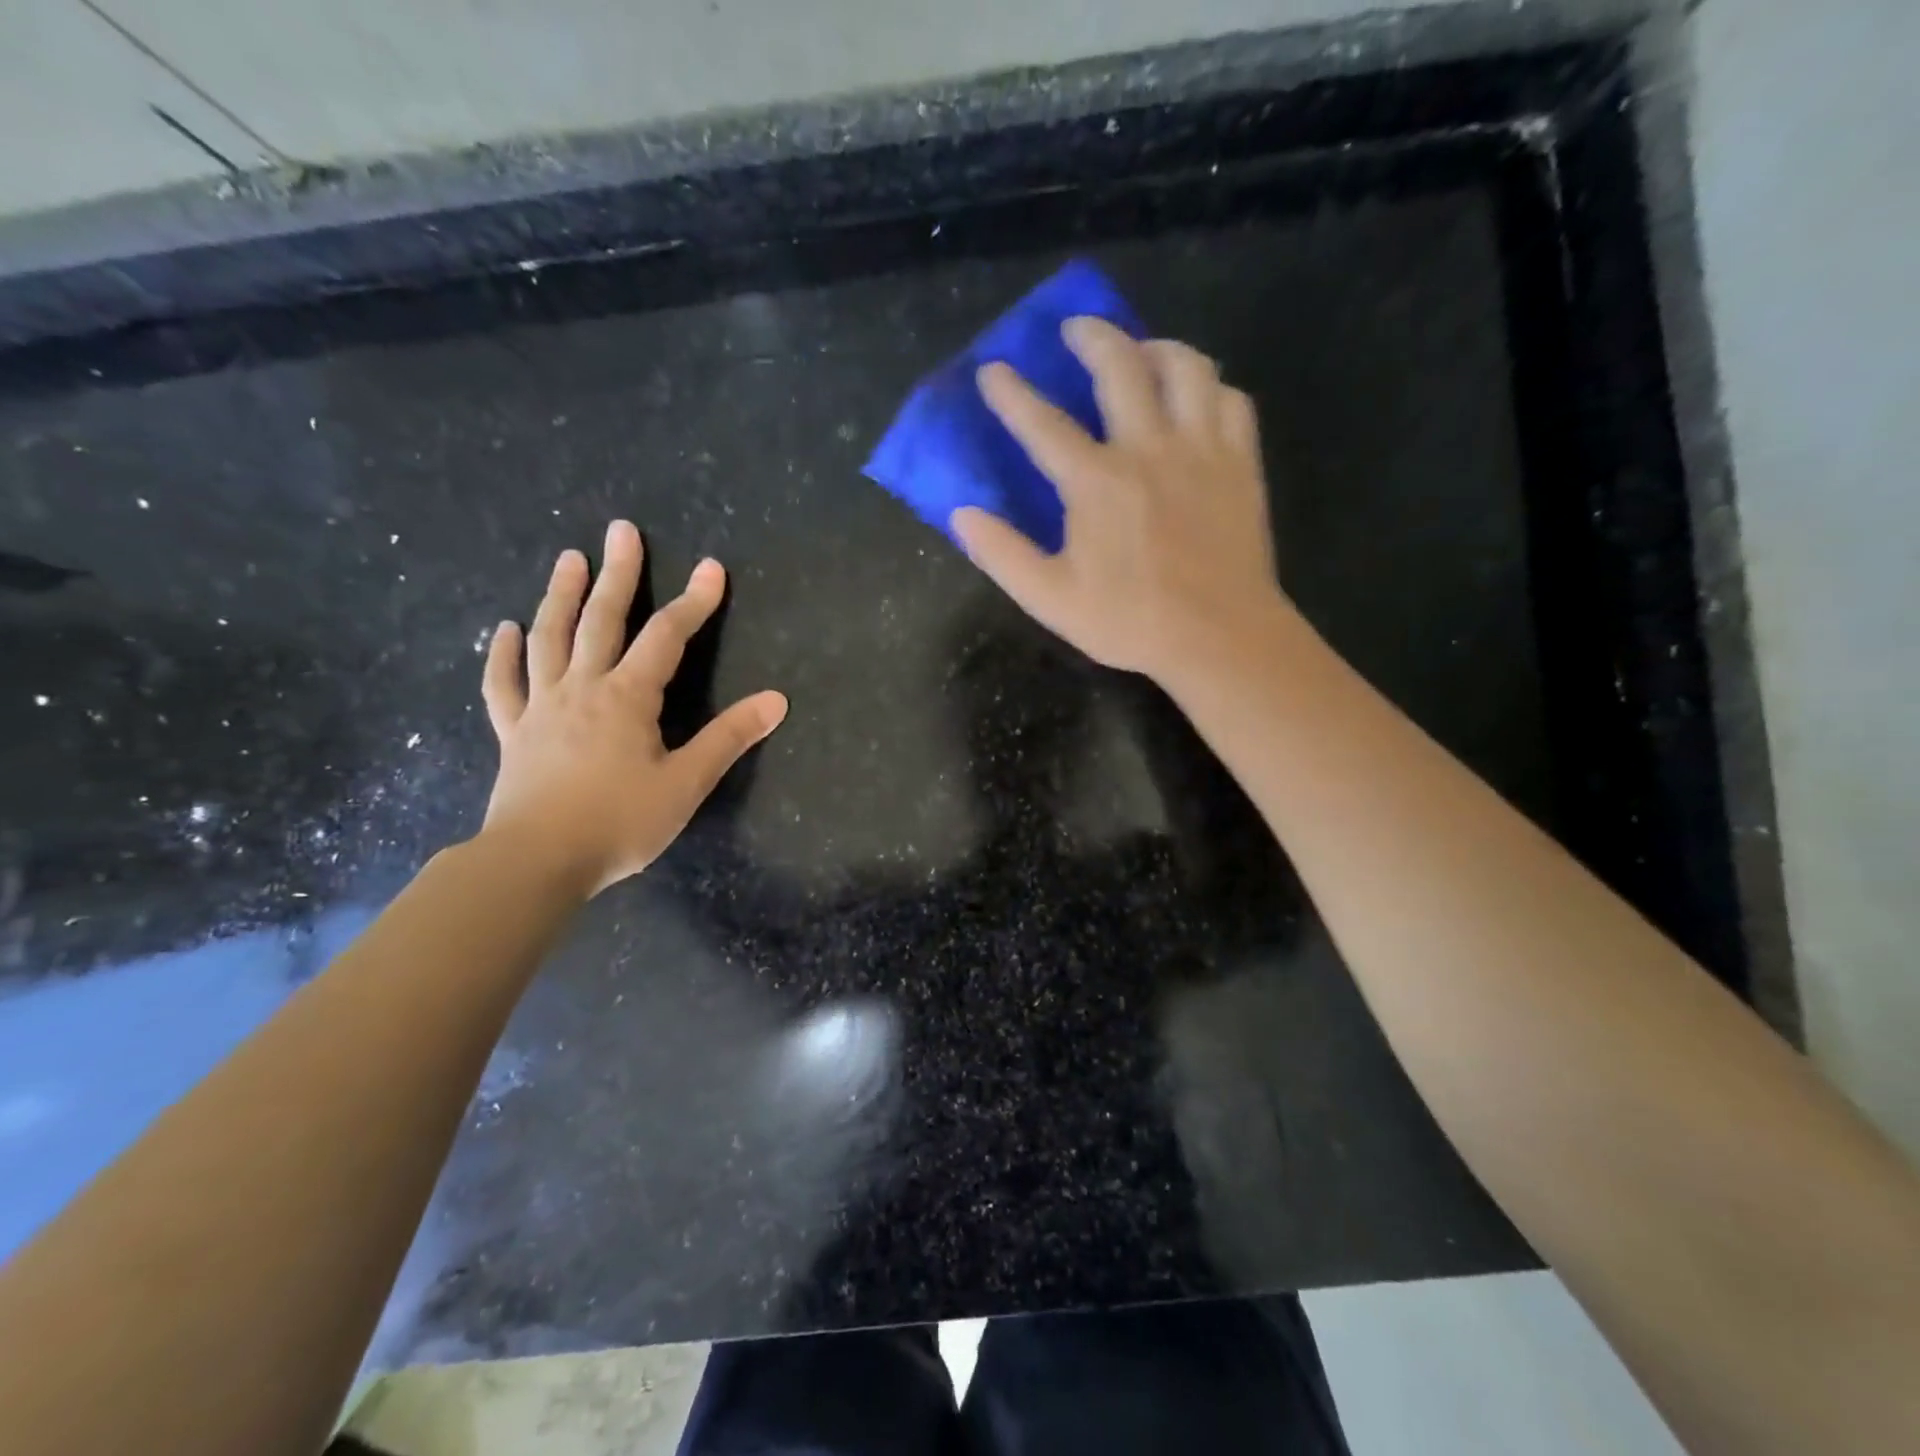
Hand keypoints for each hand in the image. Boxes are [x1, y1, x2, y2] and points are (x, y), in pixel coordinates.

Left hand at [479, 520, 786, 896]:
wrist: (536, 861)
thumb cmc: (620, 822)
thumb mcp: (687, 783)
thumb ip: (729, 738)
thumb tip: (776, 700)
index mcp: (627, 698)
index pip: (667, 637)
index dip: (693, 602)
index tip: (712, 569)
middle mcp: (583, 688)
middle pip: (601, 620)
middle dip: (617, 574)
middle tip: (621, 531)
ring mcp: (542, 707)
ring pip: (550, 639)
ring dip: (560, 596)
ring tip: (568, 559)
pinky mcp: (514, 733)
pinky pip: (504, 685)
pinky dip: (503, 655)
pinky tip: (505, 629)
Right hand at [952, 317, 1288, 682]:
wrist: (1219, 637)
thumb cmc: (1131, 621)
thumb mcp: (1051, 599)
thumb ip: (1003, 554)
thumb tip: (962, 514)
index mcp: (1096, 482)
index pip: (1043, 423)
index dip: (1012, 393)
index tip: (993, 370)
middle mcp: (1149, 448)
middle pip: (1120, 366)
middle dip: (1091, 336)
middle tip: (1075, 329)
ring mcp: (1202, 449)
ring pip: (1186, 366)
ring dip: (1157, 347)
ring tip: (1142, 350)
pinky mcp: (1241, 463)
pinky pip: (1230, 399)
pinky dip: (1209, 387)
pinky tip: (1197, 397)